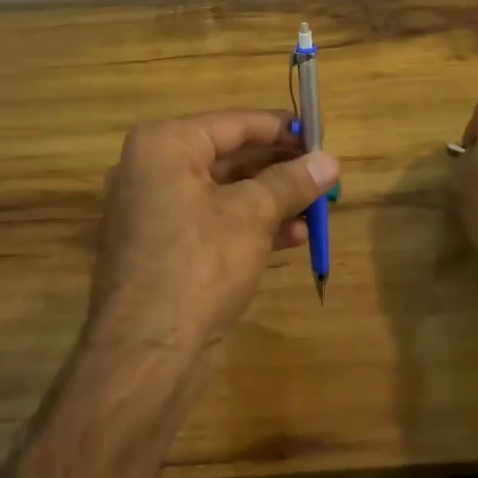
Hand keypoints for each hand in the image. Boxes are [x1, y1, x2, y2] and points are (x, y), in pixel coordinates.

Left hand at [87, 109, 339, 357]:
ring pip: (224, 192)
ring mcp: (155, 211)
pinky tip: (294, 236)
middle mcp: (152, 170)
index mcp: (164, 146)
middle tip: (323, 172)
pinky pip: (213, 221)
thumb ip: (291, 182)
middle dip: (279, 168)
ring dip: (272, 199)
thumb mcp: (252, 216)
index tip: (320, 134)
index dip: (280, 128)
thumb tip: (329, 160)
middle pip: (228, 156)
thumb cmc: (199, 264)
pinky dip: (251, 225)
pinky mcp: (164, 247)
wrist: (147, 354)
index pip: (233, 123)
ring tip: (318, 207)